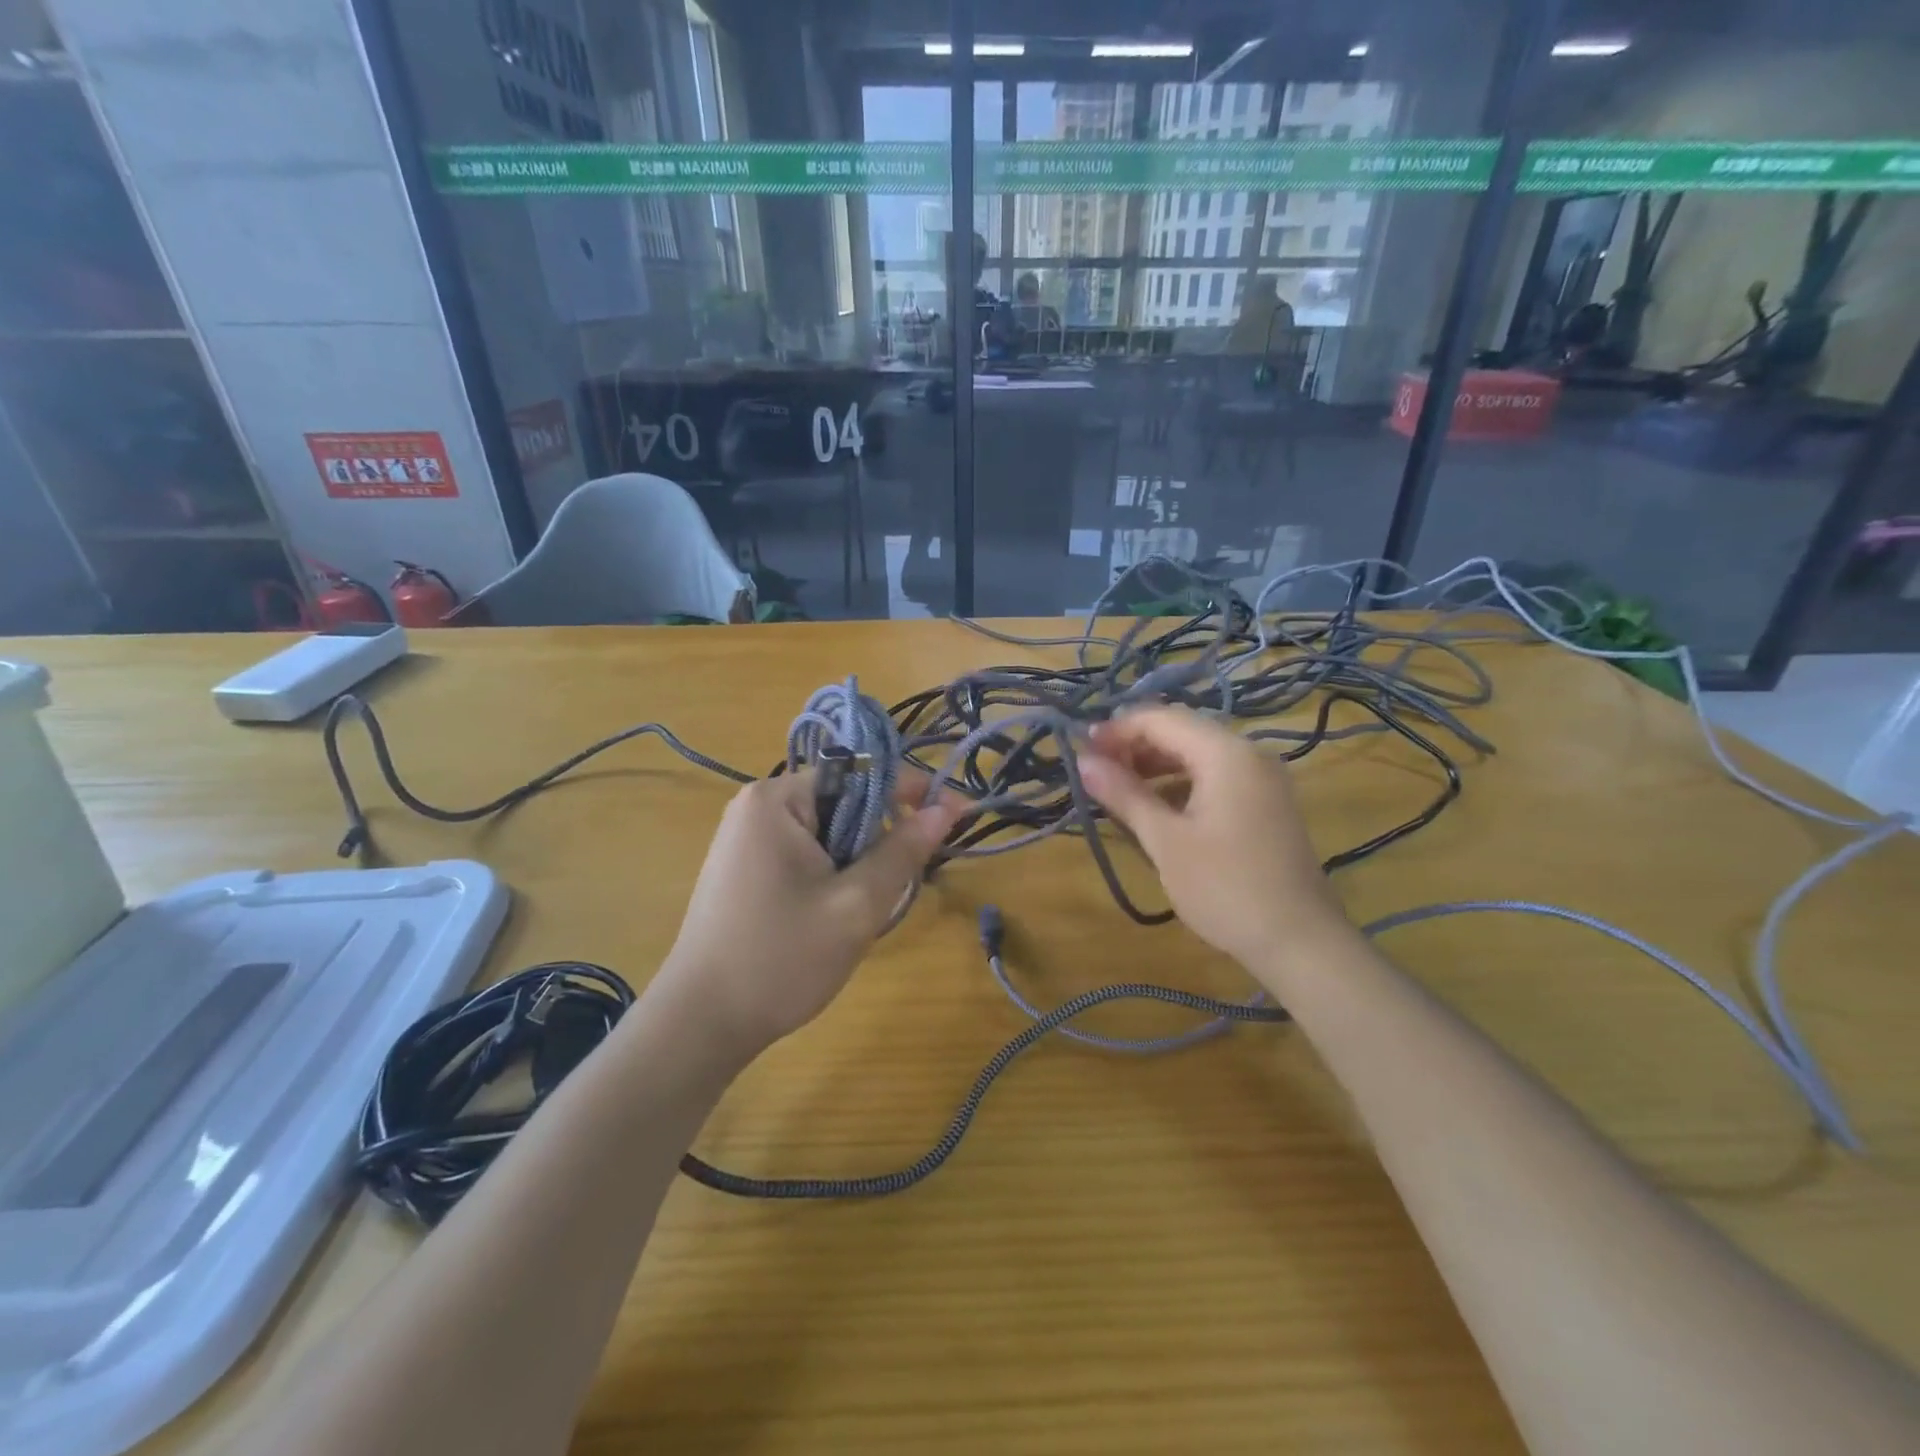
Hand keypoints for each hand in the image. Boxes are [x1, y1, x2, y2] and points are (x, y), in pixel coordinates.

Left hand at [655, 769, 961, 1059]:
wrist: (700, 1024)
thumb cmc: (781, 958)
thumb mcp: (856, 906)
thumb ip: (903, 851)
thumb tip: (946, 808)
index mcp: (777, 799)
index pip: (860, 773)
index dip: (910, 791)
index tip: (955, 814)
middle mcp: (757, 807)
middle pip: (843, 802)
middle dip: (879, 837)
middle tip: (901, 884)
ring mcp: (745, 838)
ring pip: (827, 833)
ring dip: (857, 862)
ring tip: (863, 908)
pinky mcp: (744, 868)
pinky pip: (805, 853)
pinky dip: (832, 875)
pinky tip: (833, 915)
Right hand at [1077, 707, 1350, 968]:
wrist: (1299, 943)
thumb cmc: (1225, 888)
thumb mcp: (1165, 841)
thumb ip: (1124, 794)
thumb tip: (1083, 762)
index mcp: (1225, 753)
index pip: (1160, 719)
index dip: (1116, 730)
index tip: (1080, 752)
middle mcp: (1248, 753)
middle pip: (1181, 731)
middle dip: (1134, 746)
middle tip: (1095, 772)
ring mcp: (1262, 779)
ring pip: (1198, 754)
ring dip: (1155, 765)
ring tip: (1118, 790)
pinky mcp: (1266, 803)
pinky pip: (1215, 776)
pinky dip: (1181, 783)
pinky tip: (1156, 808)